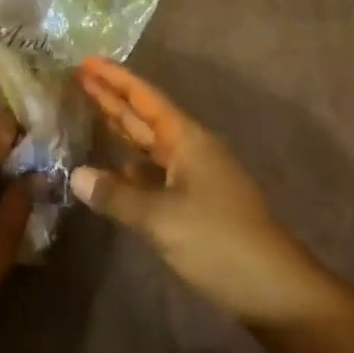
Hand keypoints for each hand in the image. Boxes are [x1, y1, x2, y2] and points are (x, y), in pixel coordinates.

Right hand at [72, 58, 326, 327]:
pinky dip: (131, 165)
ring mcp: (195, 176)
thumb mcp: (161, 218)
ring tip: (89, 111)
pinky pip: (155, 172)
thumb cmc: (219, 241)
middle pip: (145, 116)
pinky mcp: (196, 203)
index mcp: (186, 139)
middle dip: (113, 97)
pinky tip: (113, 168)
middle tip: (78, 78)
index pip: (144, 97)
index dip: (115, 78)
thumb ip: (117, 195)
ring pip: (150, 143)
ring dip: (121, 128)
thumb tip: (76, 175)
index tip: (86, 60)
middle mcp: (191, 149)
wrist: (276, 291)